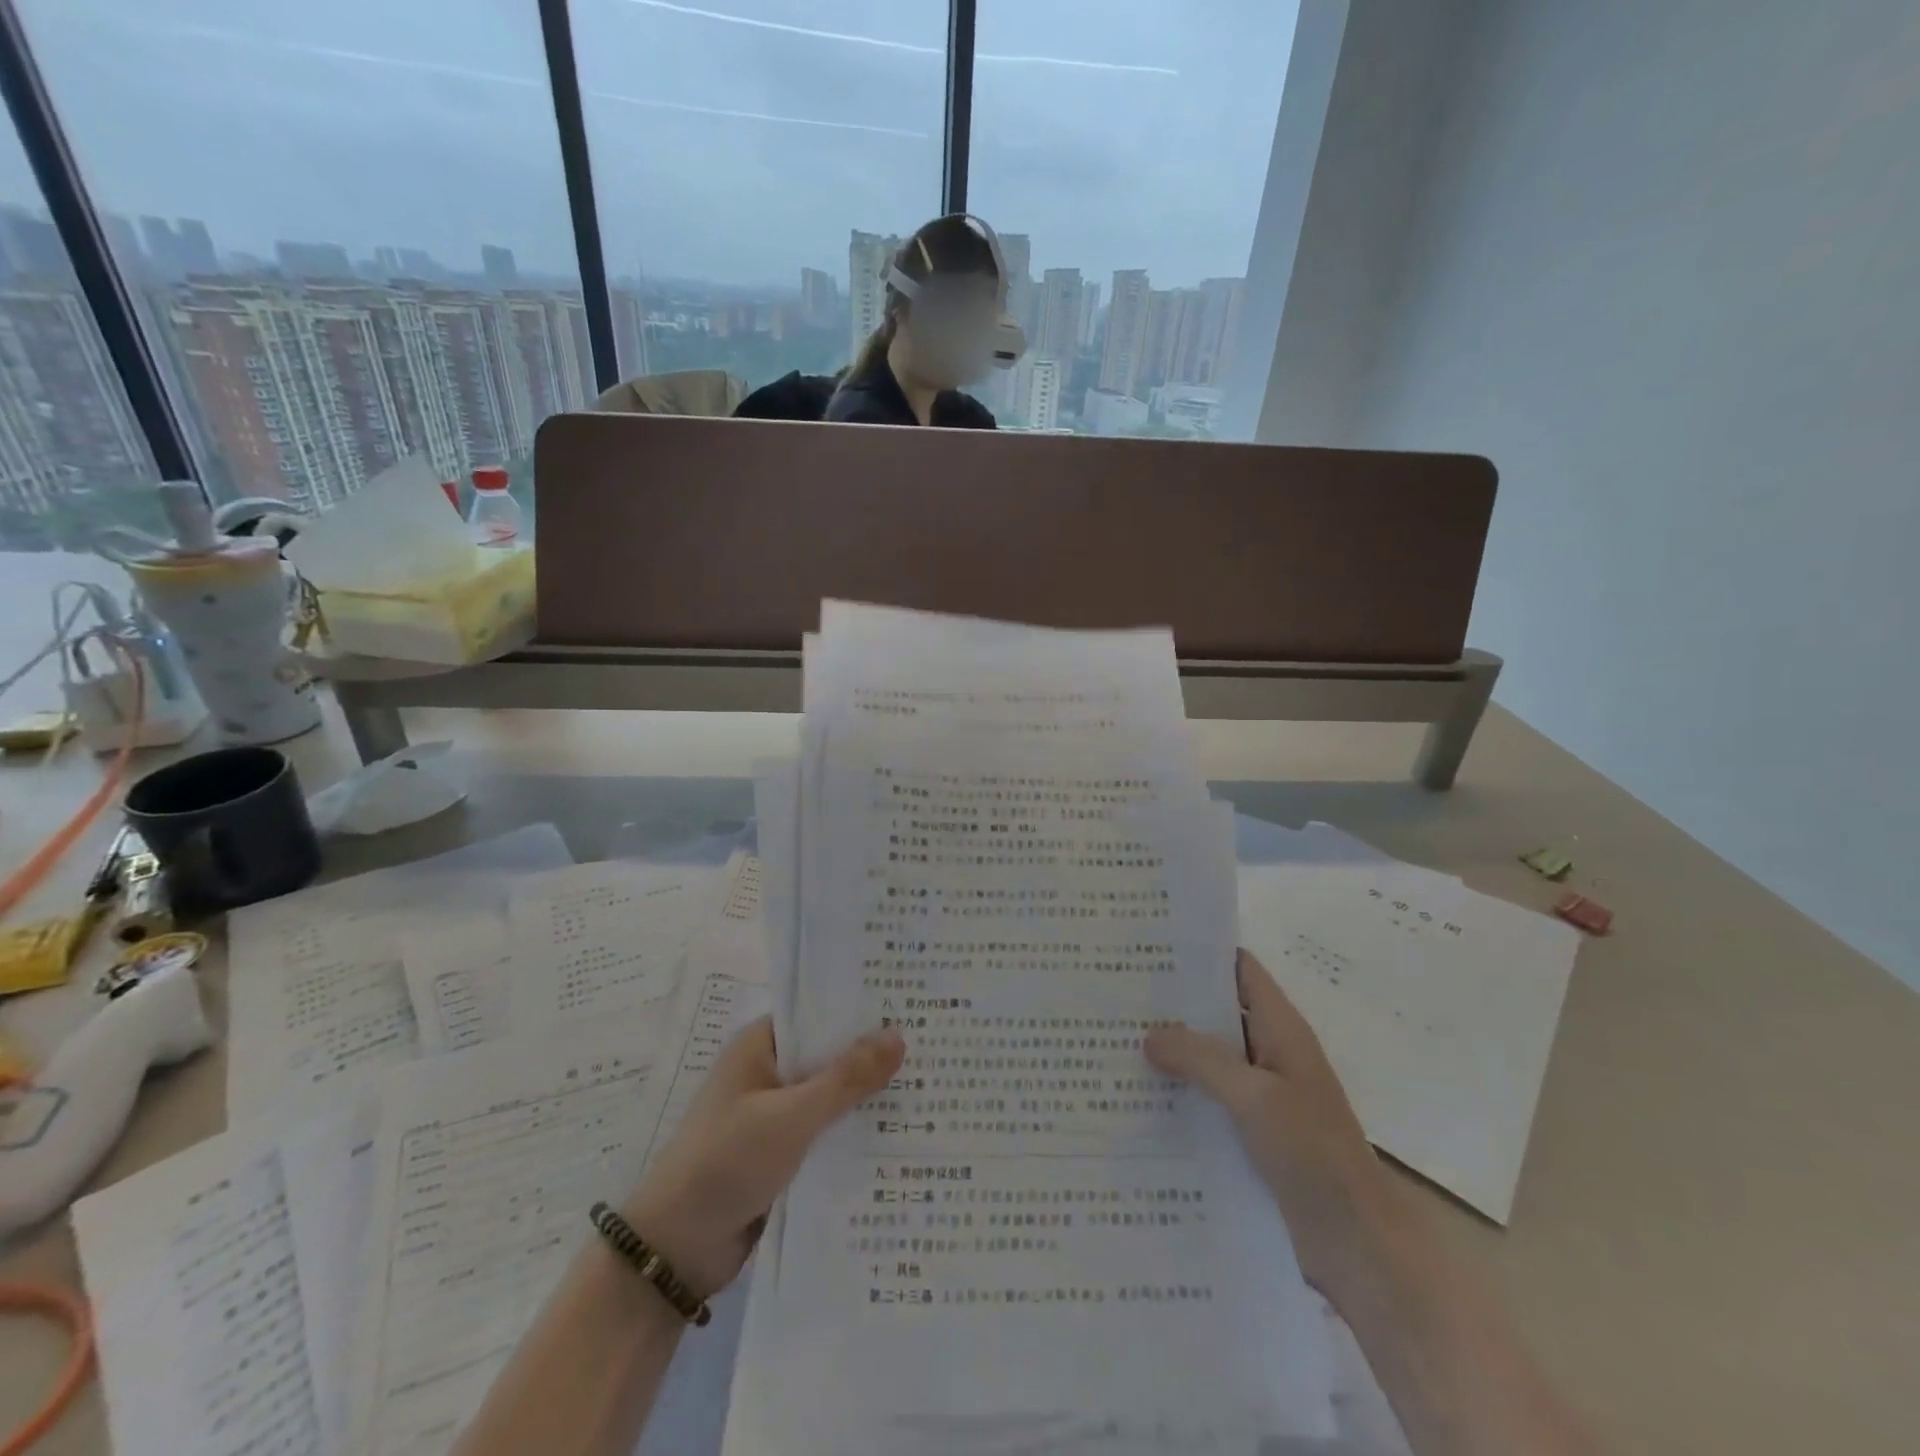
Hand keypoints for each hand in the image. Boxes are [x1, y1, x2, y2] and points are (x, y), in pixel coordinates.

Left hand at [622, 1017, 904, 1298]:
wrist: (674, 1252)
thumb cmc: (726, 1163)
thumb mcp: (791, 1116)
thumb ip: (846, 1078)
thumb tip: (898, 1034)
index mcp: (760, 1046)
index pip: (819, 1014)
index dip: (861, 1010)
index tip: (911, 1008)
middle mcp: (767, 1073)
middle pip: (828, 1056)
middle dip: (872, 1057)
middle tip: (934, 1049)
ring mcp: (772, 1115)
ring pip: (830, 1097)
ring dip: (866, 1099)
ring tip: (930, 1090)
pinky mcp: (779, 1155)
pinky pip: (824, 1133)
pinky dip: (852, 1133)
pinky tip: (897, 1138)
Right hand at [1145, 949, 1412, 1297]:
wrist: (1357, 1243)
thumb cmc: (1313, 1153)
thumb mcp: (1256, 1096)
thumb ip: (1202, 1059)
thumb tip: (1149, 1035)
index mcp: (1281, 1029)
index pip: (1240, 969)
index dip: (1202, 953)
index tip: (1151, 946)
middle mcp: (1270, 1052)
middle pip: (1218, 1011)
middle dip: (1173, 1002)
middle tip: (1117, 994)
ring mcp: (1262, 1094)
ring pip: (1209, 1057)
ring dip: (1172, 1050)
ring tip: (1115, 1040)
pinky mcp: (1252, 1131)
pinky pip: (1209, 1097)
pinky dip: (1180, 1090)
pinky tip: (1139, 1096)